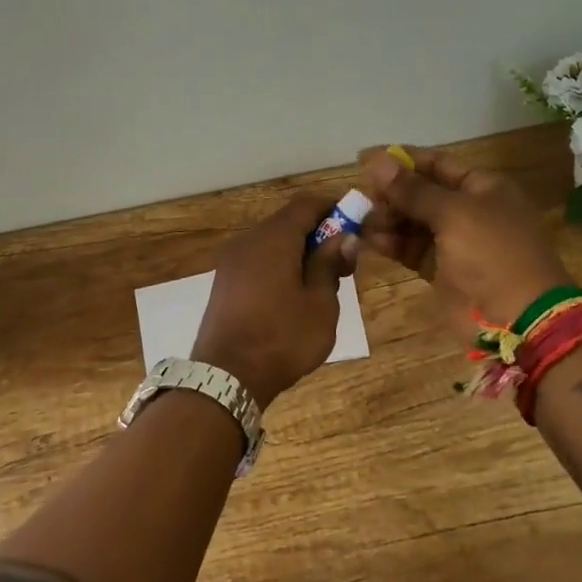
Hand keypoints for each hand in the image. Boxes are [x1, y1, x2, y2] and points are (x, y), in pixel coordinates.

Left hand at [192, 193, 355, 408]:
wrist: (226, 377)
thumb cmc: (282, 338)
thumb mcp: (320, 304)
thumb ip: (330, 264)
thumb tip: (343, 237)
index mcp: (273, 239)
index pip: (307, 204)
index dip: (334, 208)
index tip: (357, 224)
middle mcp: (248, 241)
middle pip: (288, 222)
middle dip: (319, 234)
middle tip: (344, 262)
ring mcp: (231, 261)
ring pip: (272, 242)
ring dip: (299, 252)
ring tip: (322, 282)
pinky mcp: (224, 282)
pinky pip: (258, 260)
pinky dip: (280, 265)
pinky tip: (294, 293)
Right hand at [360, 147, 569, 327]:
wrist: (518, 319)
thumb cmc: (492, 254)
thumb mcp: (453, 214)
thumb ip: (412, 189)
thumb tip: (376, 160)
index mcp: (482, 187)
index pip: (436, 163)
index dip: (401, 159)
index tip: (364, 158)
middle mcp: (468, 210)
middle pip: (421, 192)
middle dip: (390, 193)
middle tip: (359, 197)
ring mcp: (454, 241)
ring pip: (412, 221)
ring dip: (386, 218)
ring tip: (359, 220)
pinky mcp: (440, 269)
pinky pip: (410, 248)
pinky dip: (391, 243)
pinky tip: (368, 240)